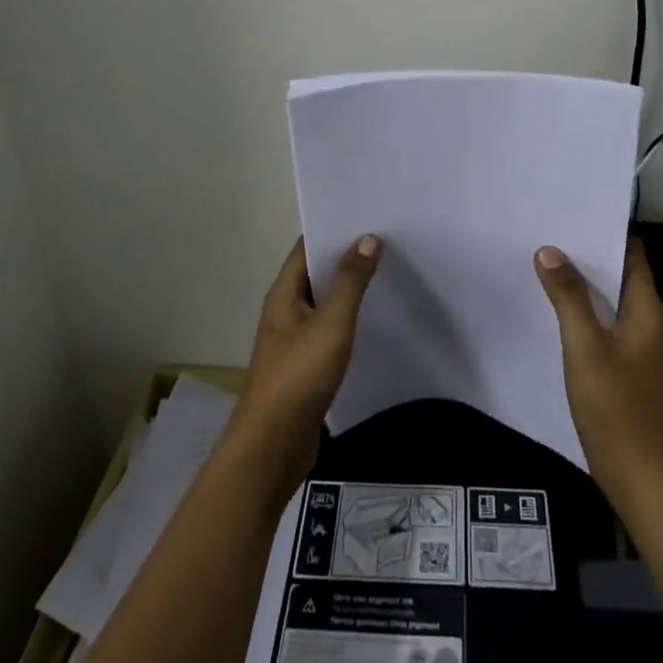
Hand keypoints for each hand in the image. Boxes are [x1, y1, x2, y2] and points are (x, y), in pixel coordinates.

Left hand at [232, 235, 382, 491]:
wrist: (273, 446)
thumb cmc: (299, 377)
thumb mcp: (331, 324)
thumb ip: (350, 282)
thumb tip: (367, 238)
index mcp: (284, 294)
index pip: (307, 247)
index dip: (334, 228)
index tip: (368, 215)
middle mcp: (286, 310)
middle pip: (317, 273)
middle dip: (347, 257)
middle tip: (388, 240)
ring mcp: (294, 340)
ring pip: (325, 303)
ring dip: (350, 289)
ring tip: (388, 272)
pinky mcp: (306, 366)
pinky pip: (330, 330)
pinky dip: (350, 320)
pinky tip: (375, 320)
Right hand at [534, 238, 662, 513]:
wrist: (638, 475)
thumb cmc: (616, 406)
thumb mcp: (586, 347)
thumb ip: (568, 297)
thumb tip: (549, 250)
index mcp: (646, 310)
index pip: (632, 253)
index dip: (606, 230)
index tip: (572, 212)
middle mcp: (646, 321)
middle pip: (618, 273)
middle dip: (587, 253)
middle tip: (548, 231)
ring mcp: (635, 345)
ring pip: (608, 299)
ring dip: (581, 281)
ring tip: (544, 260)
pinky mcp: (623, 365)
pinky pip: (602, 322)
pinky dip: (581, 308)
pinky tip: (552, 307)